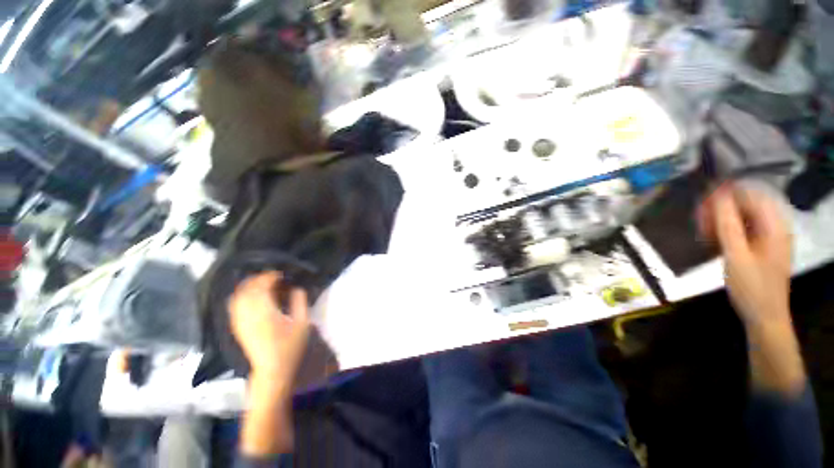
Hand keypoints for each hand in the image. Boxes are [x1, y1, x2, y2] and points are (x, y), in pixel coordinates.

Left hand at [228, 271, 309, 382]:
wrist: (272, 370)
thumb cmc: (290, 347)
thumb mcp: (302, 323)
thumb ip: (300, 302)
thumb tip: (296, 287)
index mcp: (265, 312)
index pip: (262, 286)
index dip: (271, 276)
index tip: (282, 273)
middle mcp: (248, 314)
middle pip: (247, 288)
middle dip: (259, 278)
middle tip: (274, 277)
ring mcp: (240, 321)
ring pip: (238, 295)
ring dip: (249, 286)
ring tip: (263, 284)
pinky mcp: (237, 327)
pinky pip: (233, 305)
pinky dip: (241, 296)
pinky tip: (251, 296)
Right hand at [699, 183, 792, 327]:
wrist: (763, 316)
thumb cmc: (751, 287)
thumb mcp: (736, 256)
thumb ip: (727, 225)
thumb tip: (717, 196)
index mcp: (774, 226)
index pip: (751, 196)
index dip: (726, 194)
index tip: (701, 201)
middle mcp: (774, 227)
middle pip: (747, 205)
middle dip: (721, 209)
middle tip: (698, 220)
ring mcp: (768, 238)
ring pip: (742, 218)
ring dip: (721, 221)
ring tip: (702, 232)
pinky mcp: (760, 248)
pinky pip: (742, 230)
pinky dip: (726, 232)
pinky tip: (713, 241)